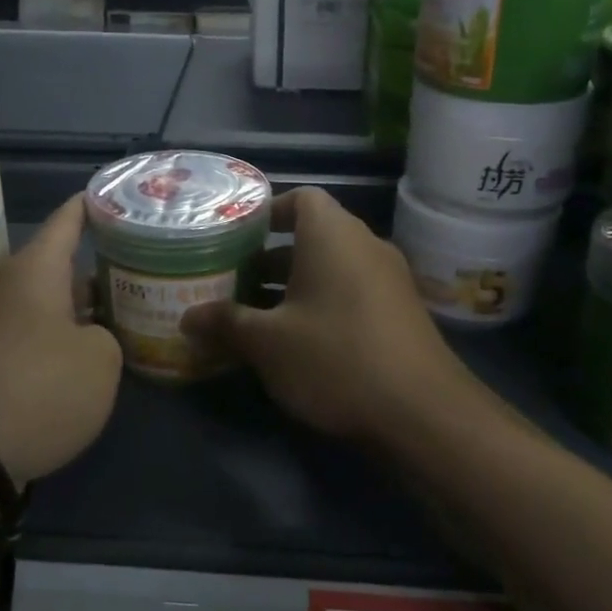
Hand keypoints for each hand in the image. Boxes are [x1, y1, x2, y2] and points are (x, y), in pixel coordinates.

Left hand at [0, 196, 121, 480]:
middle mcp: (4, 287)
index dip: (90, 206)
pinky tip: (78, 357)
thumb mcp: (100, 362)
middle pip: (55, 265)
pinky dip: (52, 336)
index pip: (66, 221)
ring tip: (113, 316)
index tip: (110, 193)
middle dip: (92, 268)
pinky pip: (25, 333)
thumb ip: (106, 337)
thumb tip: (86, 337)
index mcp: (35, 271)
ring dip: (73, 307)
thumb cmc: (38, 391)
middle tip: (132, 270)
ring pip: (40, 301)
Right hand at [181, 187, 471, 441]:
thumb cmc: (336, 358)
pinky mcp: (400, 312)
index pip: (301, 198)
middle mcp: (364, 245)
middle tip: (232, 280)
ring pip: (331, 268)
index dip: (267, 212)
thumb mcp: (268, 343)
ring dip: (294, 285)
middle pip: (312, 235)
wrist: (423, 412)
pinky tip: (296, 342)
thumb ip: (225, 323)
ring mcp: (388, 279)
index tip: (235, 237)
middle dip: (270, 257)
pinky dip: (322, 304)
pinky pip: (351, 292)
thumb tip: (187, 318)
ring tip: (254, 314)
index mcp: (332, 234)